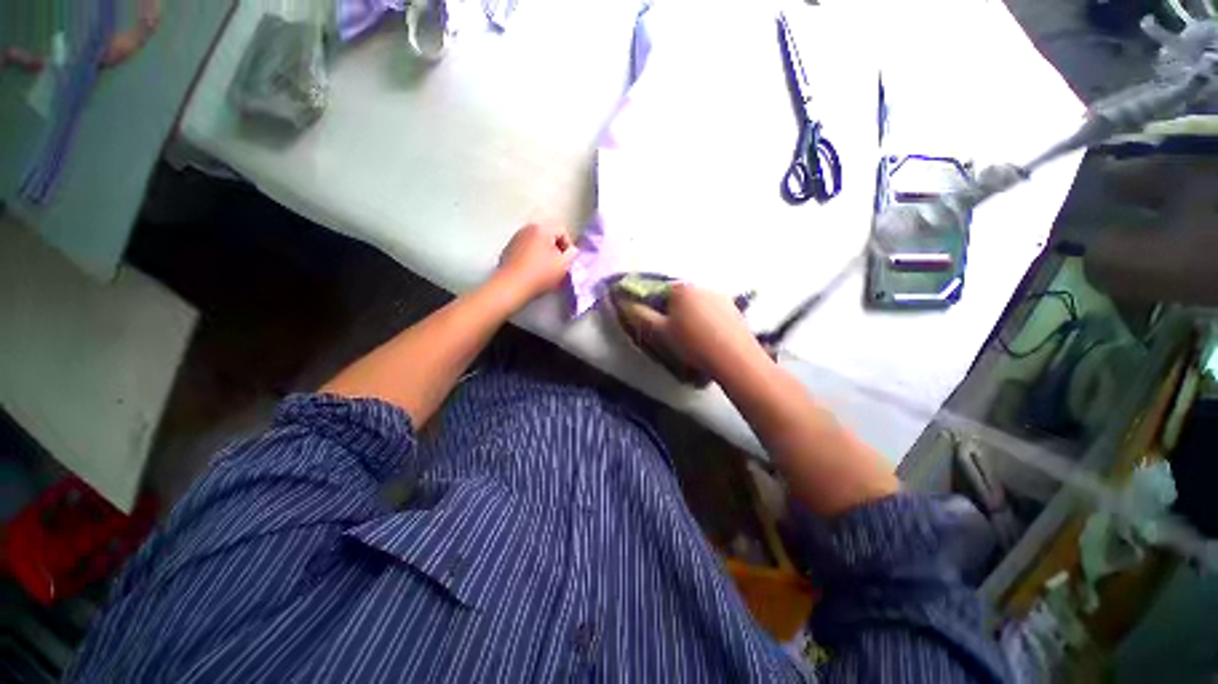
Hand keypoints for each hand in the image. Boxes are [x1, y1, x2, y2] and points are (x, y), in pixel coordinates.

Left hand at [495, 223, 578, 304]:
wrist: (511, 287)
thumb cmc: (540, 274)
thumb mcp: (564, 265)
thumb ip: (572, 254)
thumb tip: (571, 251)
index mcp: (542, 228)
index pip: (562, 230)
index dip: (568, 246)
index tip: (567, 261)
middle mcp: (526, 229)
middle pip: (548, 236)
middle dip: (555, 250)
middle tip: (558, 266)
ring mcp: (514, 239)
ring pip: (536, 244)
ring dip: (543, 255)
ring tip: (545, 271)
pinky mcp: (506, 251)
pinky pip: (525, 251)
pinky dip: (531, 259)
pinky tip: (532, 273)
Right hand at [618, 283, 765, 379]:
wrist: (734, 358)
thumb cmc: (692, 343)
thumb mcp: (660, 332)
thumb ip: (640, 315)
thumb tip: (624, 303)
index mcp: (681, 288)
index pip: (657, 290)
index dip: (650, 306)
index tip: (651, 324)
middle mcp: (701, 286)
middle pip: (677, 296)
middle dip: (670, 310)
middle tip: (669, 333)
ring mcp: (720, 295)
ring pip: (695, 303)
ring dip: (687, 315)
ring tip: (690, 338)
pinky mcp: (733, 307)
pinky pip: (710, 309)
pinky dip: (704, 319)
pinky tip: (707, 336)